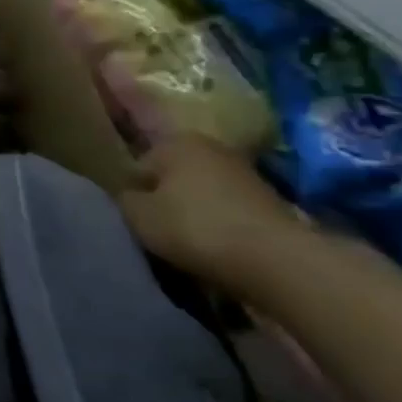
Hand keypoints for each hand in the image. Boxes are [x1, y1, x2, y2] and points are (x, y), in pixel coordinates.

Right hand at [117, 136, 307, 295]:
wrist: (278, 259)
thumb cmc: (195, 227)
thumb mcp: (137, 215)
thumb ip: (123, 199)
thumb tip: (127, 194)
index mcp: (175, 142)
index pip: (137, 166)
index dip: (131, 194)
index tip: (133, 219)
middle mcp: (210, 147)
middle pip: (171, 176)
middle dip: (163, 198)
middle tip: (157, 230)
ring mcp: (244, 172)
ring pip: (200, 193)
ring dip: (191, 212)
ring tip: (186, 241)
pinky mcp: (269, 200)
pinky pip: (226, 209)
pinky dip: (218, 223)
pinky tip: (216, 245)